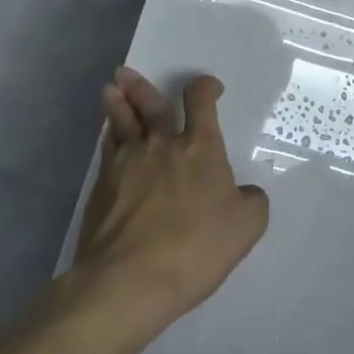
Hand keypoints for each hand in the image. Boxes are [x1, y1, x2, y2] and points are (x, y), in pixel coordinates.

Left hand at [72, 69, 269, 336]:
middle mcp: (161, 145)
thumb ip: (251, 201)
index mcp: (200, 147)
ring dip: (117, 104)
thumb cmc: (196, 248)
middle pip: (151, 105)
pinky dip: (108, 138)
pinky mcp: (102, 188)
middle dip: (141, 87)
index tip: (208, 88)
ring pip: (121, 123)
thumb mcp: (246, 226)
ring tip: (110, 90)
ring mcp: (126, 164)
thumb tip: (244, 192)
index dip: (204, 87)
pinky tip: (108, 138)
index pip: (200, 101)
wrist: (130, 280)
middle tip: (127, 74)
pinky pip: (107, 151)